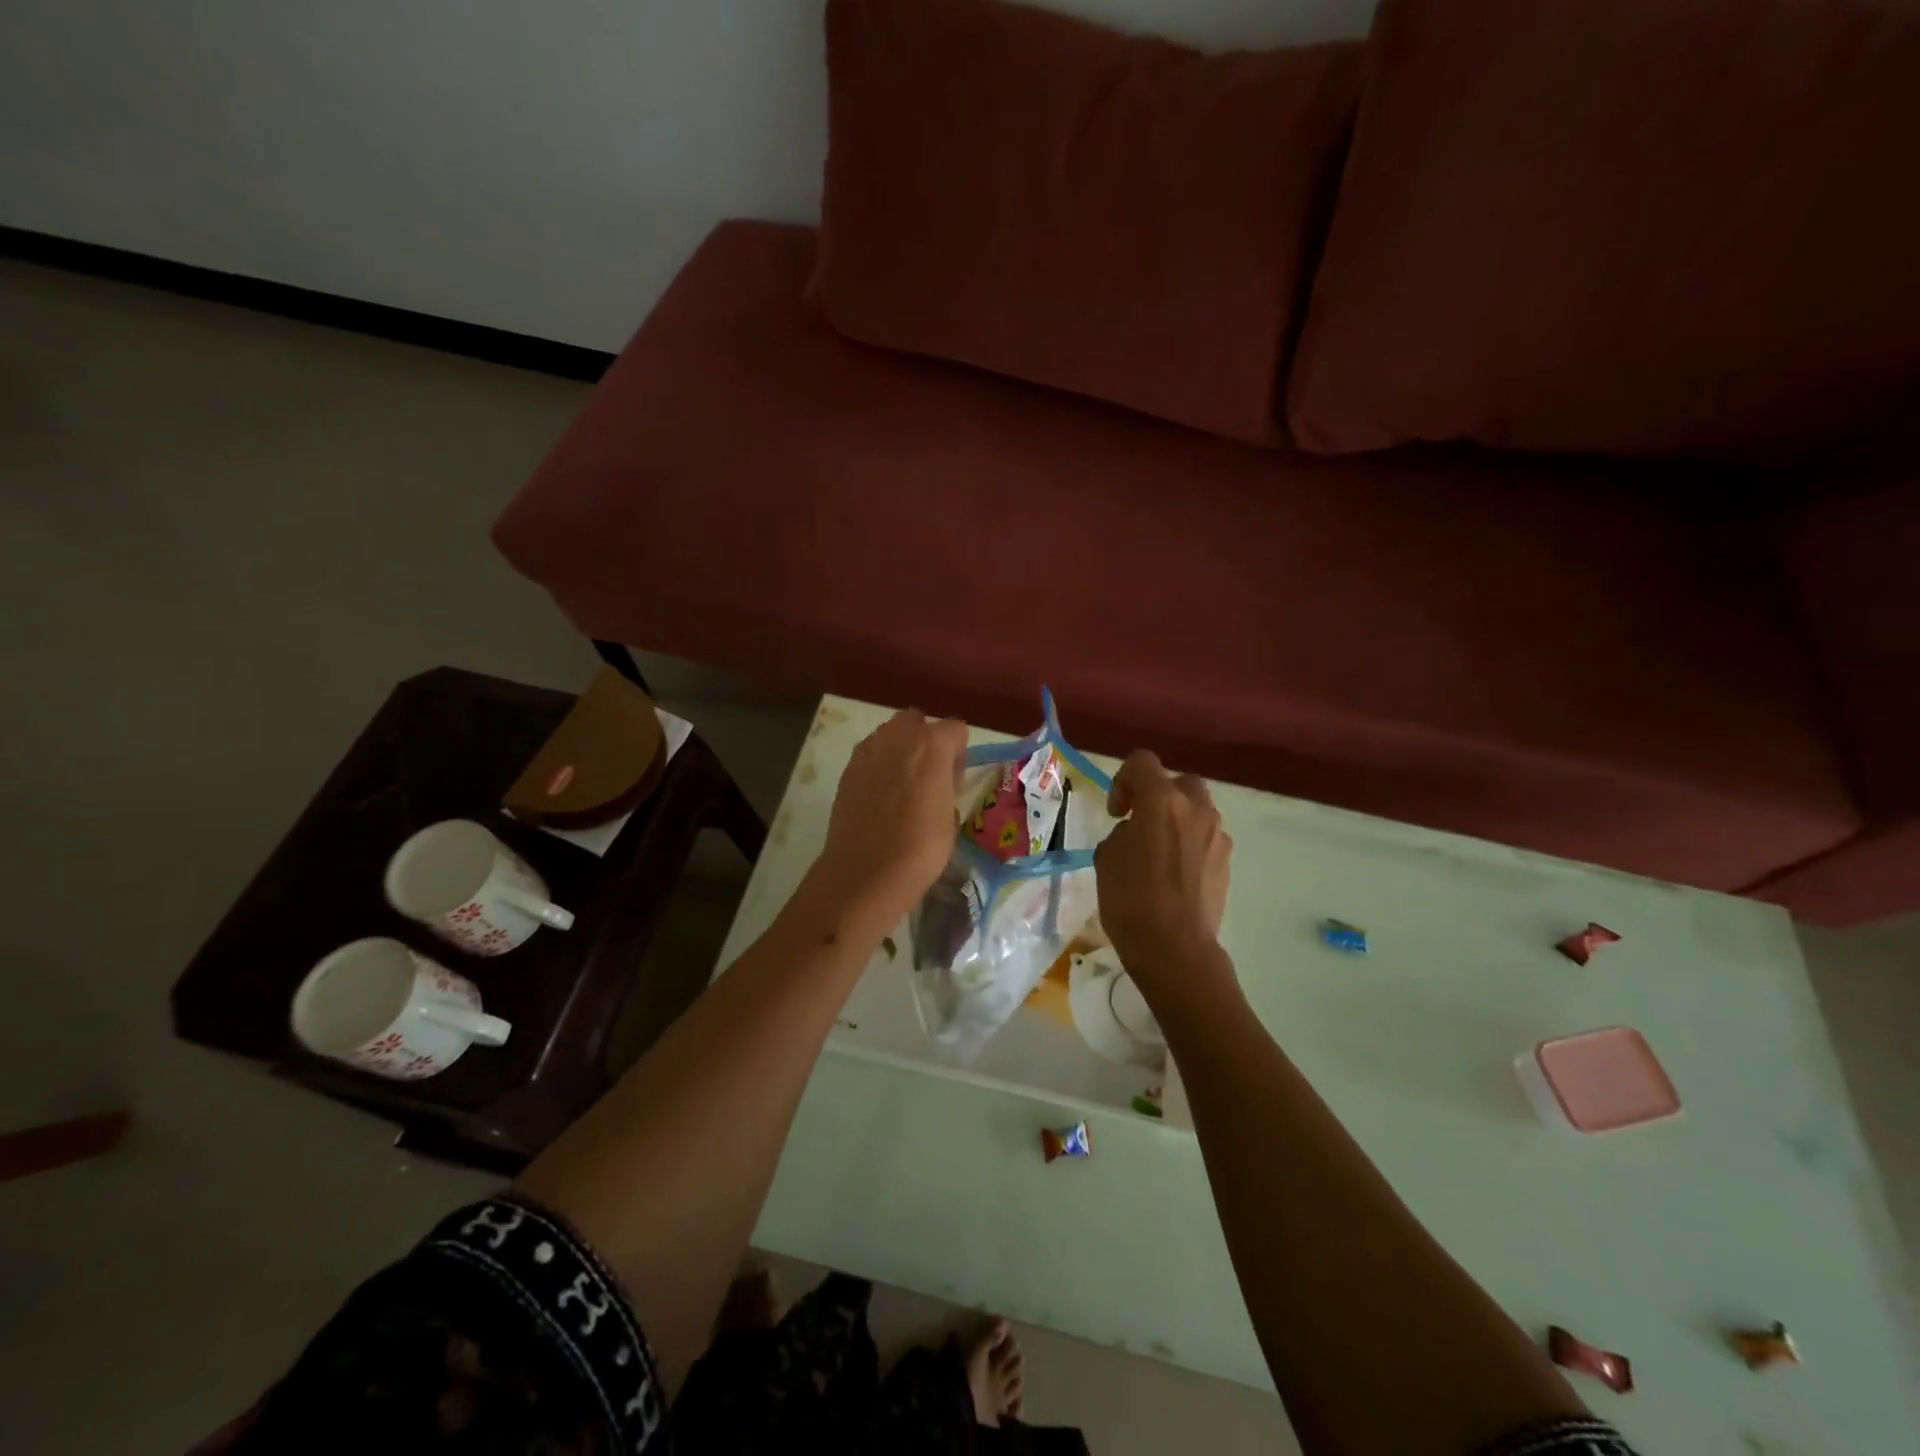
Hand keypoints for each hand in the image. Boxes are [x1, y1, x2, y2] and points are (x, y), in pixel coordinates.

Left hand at [814, 710, 966, 925]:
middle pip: (917, 720)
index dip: (959, 753)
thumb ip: (947, 784)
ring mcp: (868, 749)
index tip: (955, 780)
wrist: (866, 871)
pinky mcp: (848, 768)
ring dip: (900, 750)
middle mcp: (899, 736)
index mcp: (933, 744)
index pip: (955, 728)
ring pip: (890, 734)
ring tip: (903, 786)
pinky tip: (881, 797)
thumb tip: (940, 779)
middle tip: (930, 775)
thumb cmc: (921, 847)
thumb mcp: (951, 816)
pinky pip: (870, 754)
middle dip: (925, 739)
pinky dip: (879, 766)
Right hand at [1094, 750, 1232, 991]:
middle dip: (1158, 795)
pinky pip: (1206, 838)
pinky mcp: (1227, 861)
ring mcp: (1217, 835)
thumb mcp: (1107, 858)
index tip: (1117, 812)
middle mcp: (1195, 809)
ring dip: (1177, 820)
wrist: (1175, 948)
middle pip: (1178, 782)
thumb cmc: (1131, 899)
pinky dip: (1190, 844)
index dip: (1123, 780)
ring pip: (1197, 810)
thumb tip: (1136, 834)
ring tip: (1158, 852)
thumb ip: (1122, 833)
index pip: (1142, 762)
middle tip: (1140, 823)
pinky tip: (1175, 874)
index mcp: (1161, 800)